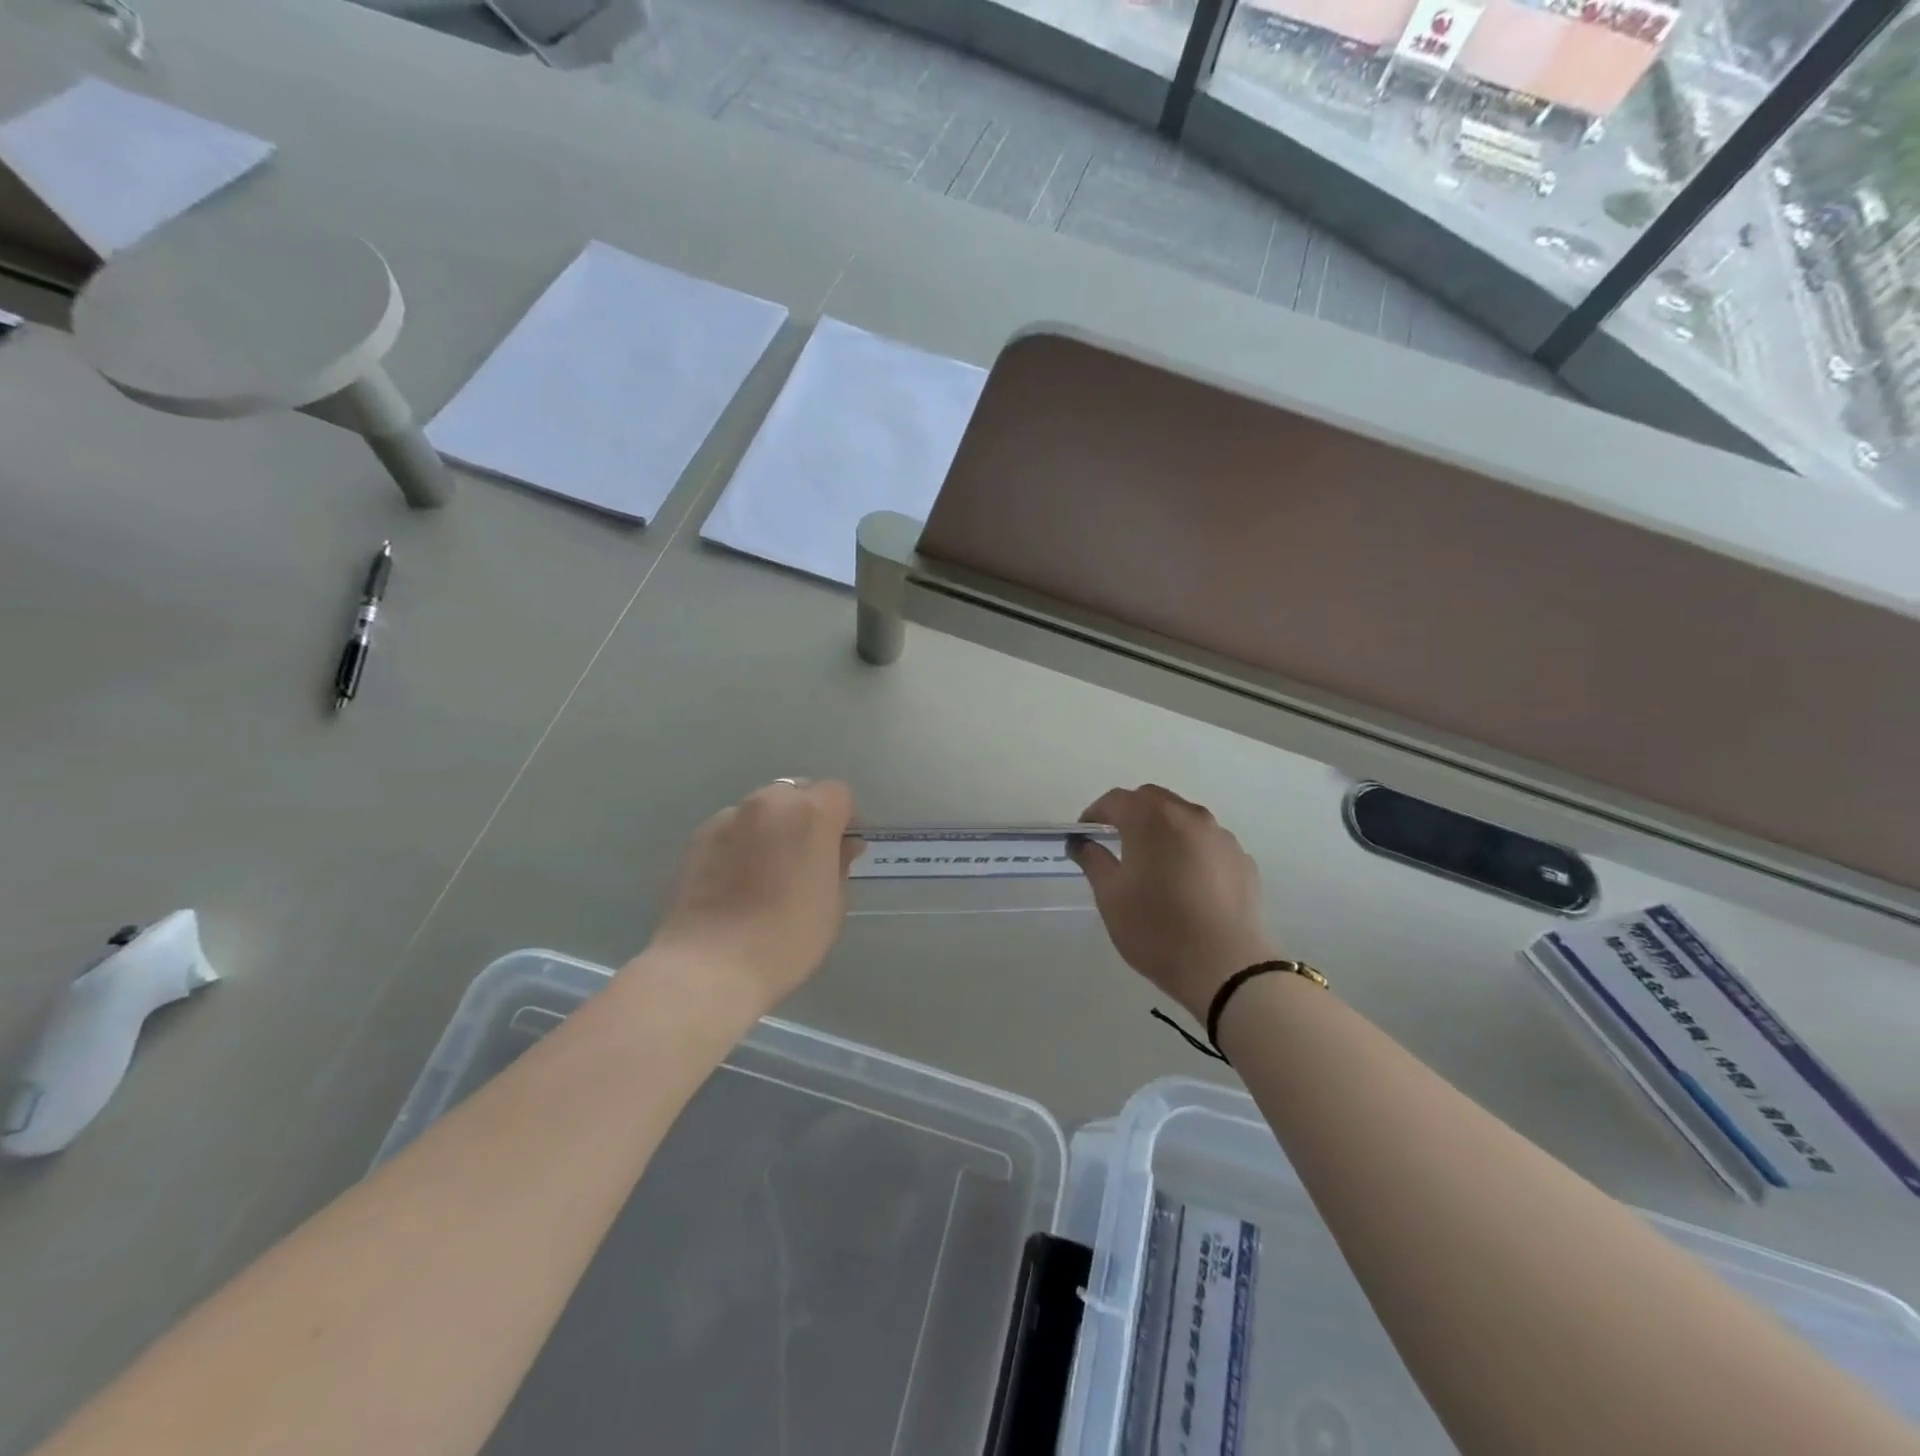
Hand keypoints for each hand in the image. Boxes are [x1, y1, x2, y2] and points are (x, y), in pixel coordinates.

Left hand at [647, 779, 860, 1009]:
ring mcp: (730, 816)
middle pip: (797, 792)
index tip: (840, 849)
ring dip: (772, 826)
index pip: (838, 793)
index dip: (843, 818)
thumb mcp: (833, 905)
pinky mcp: (700, 836)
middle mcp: (771, 803)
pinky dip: (741, 841)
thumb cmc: (787, 937)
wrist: (711, 964)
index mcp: (811, 814)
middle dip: (806, 815)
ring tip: (766, 869)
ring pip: (762, 808)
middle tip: (805, 857)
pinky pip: (732, 827)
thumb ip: (840, 863)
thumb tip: (843, 844)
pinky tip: (737, 879)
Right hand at [1069, 785, 1276, 1020]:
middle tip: (1115, 842)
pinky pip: (1208, 843)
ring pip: (1184, 818)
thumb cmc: (1155, 928)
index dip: (1095, 813)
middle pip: (1152, 800)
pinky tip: (1186, 882)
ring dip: (1163, 829)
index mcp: (1151, 819)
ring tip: (1153, 863)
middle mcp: (1189, 816)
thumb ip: (1093, 860)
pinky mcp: (1242, 860)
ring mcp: (1221, 836)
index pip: (1116, 800)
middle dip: (1130, 813)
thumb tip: (1080, 842)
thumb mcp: (1110, 896)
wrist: (1224, 966)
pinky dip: (1191, 849)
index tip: (1084, 835)